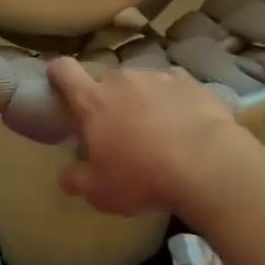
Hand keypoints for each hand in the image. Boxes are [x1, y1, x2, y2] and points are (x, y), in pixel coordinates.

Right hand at [46, 57, 249, 216]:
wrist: (207, 164)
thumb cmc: (143, 178)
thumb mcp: (101, 193)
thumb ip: (77, 181)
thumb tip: (66, 176)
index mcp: (93, 101)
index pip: (64, 71)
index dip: (58, 73)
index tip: (58, 82)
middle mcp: (123, 80)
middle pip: (106, 81)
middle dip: (108, 100)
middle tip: (118, 129)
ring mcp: (158, 77)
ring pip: (141, 83)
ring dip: (142, 100)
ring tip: (157, 130)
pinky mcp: (190, 82)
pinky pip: (173, 86)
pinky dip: (173, 100)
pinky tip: (184, 123)